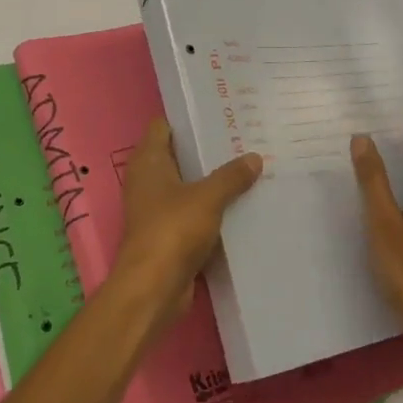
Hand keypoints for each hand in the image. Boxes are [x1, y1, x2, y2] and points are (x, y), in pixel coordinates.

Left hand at [115, 119, 262, 321]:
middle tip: (244, 139)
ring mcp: (157, 208)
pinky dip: (212, 208)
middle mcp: (148, 180)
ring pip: (188, 185)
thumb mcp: (207, 198)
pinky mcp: (169, 234)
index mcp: (148, 161)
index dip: (188, 118)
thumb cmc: (173, 230)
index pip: (164, 126)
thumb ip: (231, 176)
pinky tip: (241, 203)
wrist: (153, 288)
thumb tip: (254, 157)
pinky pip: (194, 212)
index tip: (220, 113)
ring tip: (249, 167)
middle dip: (208, 149)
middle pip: (179, 155)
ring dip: (212, 180)